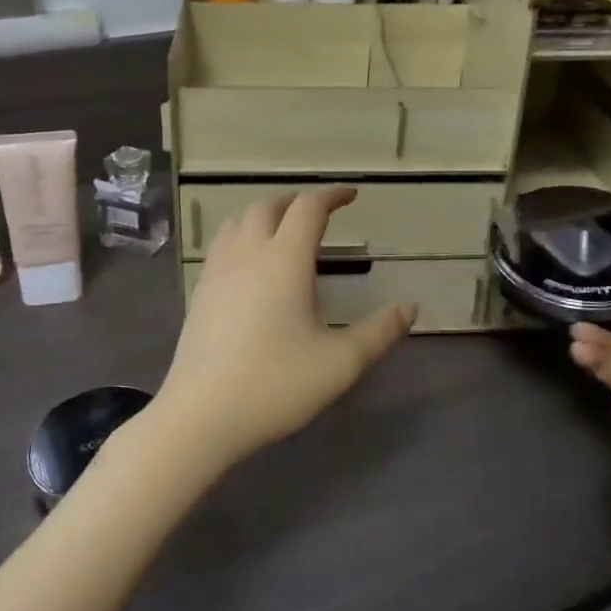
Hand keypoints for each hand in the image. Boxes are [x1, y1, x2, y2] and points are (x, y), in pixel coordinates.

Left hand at [150, 188, 415, 471]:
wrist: (200, 415)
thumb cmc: (275, 385)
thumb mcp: (340, 363)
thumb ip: (379, 332)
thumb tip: (410, 308)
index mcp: (284, 259)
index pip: (308, 208)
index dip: (331, 195)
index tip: (350, 195)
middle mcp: (248, 253)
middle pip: (269, 205)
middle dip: (296, 201)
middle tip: (319, 213)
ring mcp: (217, 270)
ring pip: (238, 219)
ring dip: (265, 212)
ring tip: (283, 228)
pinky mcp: (200, 290)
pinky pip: (222, 242)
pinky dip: (242, 232)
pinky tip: (251, 262)